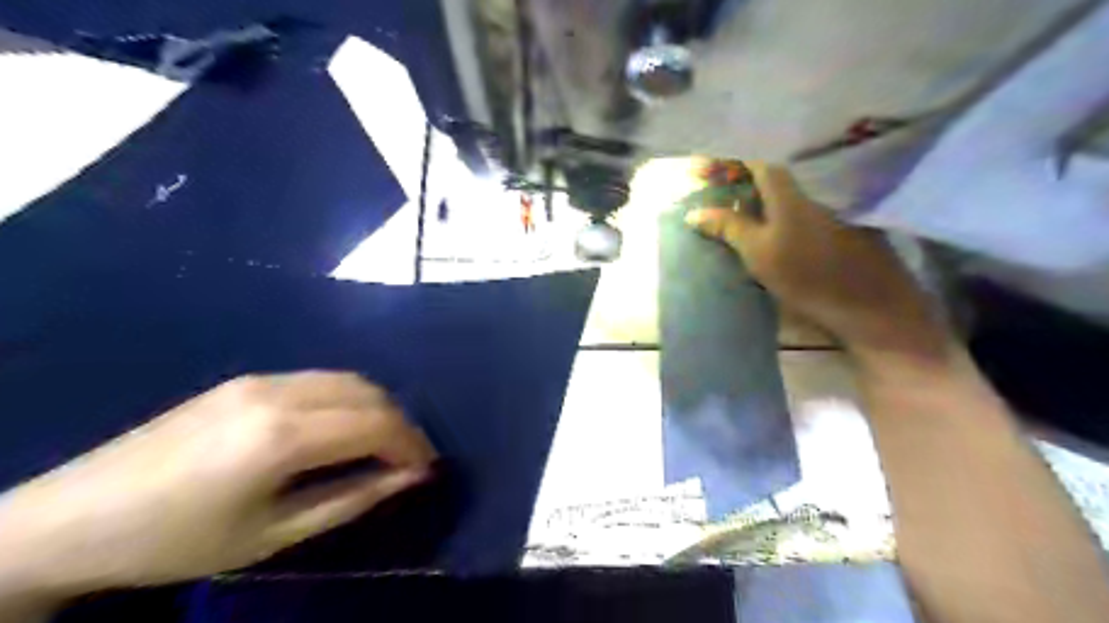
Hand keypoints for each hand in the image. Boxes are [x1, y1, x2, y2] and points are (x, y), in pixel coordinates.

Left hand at [0, 370, 438, 603]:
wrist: (73, 517)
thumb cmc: (178, 540)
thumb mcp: (274, 534)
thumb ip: (352, 499)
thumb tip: (409, 477)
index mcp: (282, 435)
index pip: (376, 423)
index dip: (411, 444)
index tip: (426, 468)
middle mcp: (279, 392)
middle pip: (369, 393)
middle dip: (401, 423)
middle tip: (409, 458)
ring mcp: (261, 378)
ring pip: (347, 379)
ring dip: (376, 407)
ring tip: (382, 444)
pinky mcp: (247, 378)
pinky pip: (320, 379)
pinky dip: (348, 399)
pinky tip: (342, 427)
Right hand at [687, 161, 953, 364]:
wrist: (870, 302)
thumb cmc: (808, 273)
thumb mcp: (757, 251)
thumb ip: (726, 226)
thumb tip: (694, 212)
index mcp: (786, 183)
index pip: (749, 152)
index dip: (720, 157)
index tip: (697, 172)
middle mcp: (806, 182)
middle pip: (762, 165)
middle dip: (731, 173)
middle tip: (707, 189)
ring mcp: (821, 198)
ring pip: (777, 183)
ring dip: (748, 189)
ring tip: (724, 204)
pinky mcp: (832, 216)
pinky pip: (791, 198)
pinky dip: (766, 203)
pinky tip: (754, 217)